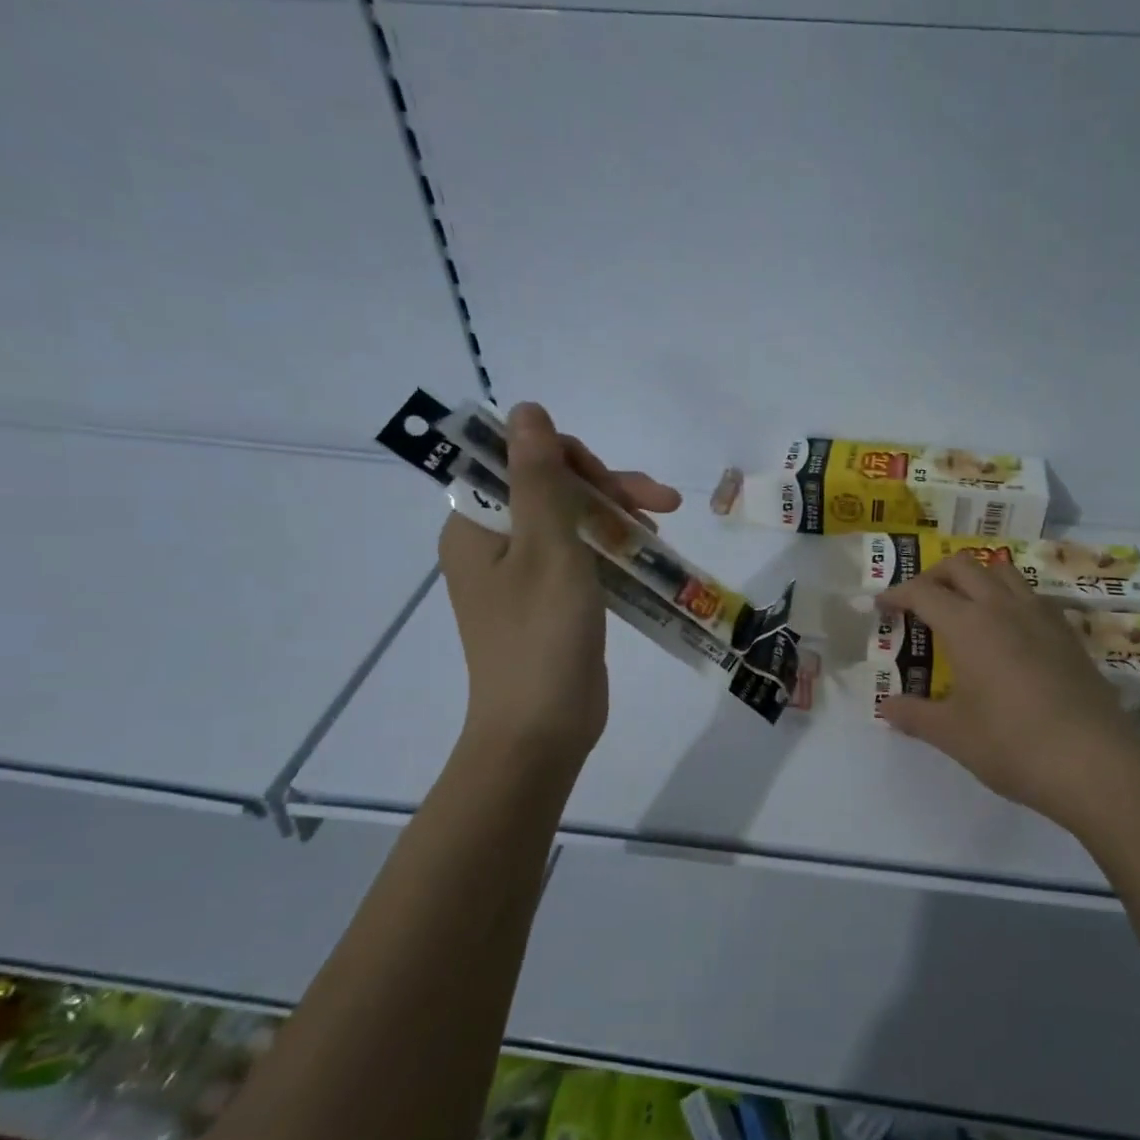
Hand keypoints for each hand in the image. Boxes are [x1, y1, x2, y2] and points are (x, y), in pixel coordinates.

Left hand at [438, 402, 680, 772]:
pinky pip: (580, 555)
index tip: (613, 483)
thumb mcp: (548, 547)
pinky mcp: (550, 600)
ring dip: (617, 516)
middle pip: (551, 490)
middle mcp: (492, 544)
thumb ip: (540, 476)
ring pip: (571, 521)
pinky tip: (647, 551)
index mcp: (475, 526)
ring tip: (663, 527)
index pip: (518, 462)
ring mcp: (522, 575)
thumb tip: (527, 409)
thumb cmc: (542, 636)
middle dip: (608, 489)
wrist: (541, 730)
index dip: (569, 459)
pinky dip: (612, 548)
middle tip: (663, 502)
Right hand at [877, 553, 1139, 834]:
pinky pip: (1031, 596)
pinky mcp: (1068, 633)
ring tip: (962, 607)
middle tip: (918, 602)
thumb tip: (886, 707)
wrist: (1094, 762)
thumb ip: (914, 715)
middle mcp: (1003, 607)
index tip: (880, 606)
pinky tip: (1007, 632)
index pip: (923, 592)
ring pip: (1002, 571)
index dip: (896, 594)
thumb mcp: (953, 734)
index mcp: (968, 625)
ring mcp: (1041, 616)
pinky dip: (1008, 597)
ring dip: (975, 578)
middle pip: (962, 566)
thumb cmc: (1012, 745)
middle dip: (933, 575)